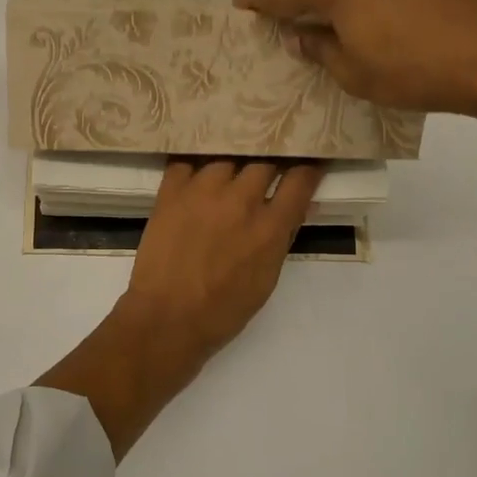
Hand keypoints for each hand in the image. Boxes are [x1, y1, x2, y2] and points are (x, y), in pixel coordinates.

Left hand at [37, 160, 321, 457]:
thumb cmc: (223, 311)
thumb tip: (293, 210)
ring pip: (227, 156)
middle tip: (268, 166)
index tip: (309, 161)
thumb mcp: (266, 279)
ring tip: (230, 169)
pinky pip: (187, 160)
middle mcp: (240, 200)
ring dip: (232, 163)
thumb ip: (280, 238)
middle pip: (264, 160)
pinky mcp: (171, 191)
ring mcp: (203, 190)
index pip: (300, 179)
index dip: (308, 167)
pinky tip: (197, 170)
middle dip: (270, 162)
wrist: (166, 319)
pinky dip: (195, 164)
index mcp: (269, 227)